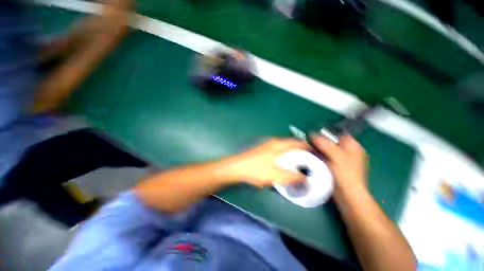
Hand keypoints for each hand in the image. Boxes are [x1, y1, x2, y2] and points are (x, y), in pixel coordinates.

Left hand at [224, 138, 308, 187]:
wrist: (236, 168)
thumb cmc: (256, 170)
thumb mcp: (276, 175)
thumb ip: (292, 177)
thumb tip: (305, 178)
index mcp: (278, 145)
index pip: (297, 142)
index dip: (307, 147)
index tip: (316, 154)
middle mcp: (273, 142)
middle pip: (291, 145)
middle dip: (300, 153)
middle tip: (308, 163)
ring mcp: (267, 146)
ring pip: (284, 149)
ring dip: (291, 155)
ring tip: (298, 166)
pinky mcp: (262, 151)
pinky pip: (278, 152)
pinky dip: (284, 157)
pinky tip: (283, 166)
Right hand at [310, 134, 367, 192]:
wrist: (346, 195)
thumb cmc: (346, 174)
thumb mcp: (336, 156)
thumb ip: (325, 144)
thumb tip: (312, 134)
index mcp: (353, 146)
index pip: (339, 134)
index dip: (327, 133)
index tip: (315, 135)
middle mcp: (346, 151)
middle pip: (331, 142)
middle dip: (320, 142)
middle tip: (309, 142)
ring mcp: (339, 159)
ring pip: (326, 150)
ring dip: (318, 149)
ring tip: (308, 149)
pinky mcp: (333, 166)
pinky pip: (324, 157)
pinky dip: (318, 156)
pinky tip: (311, 156)